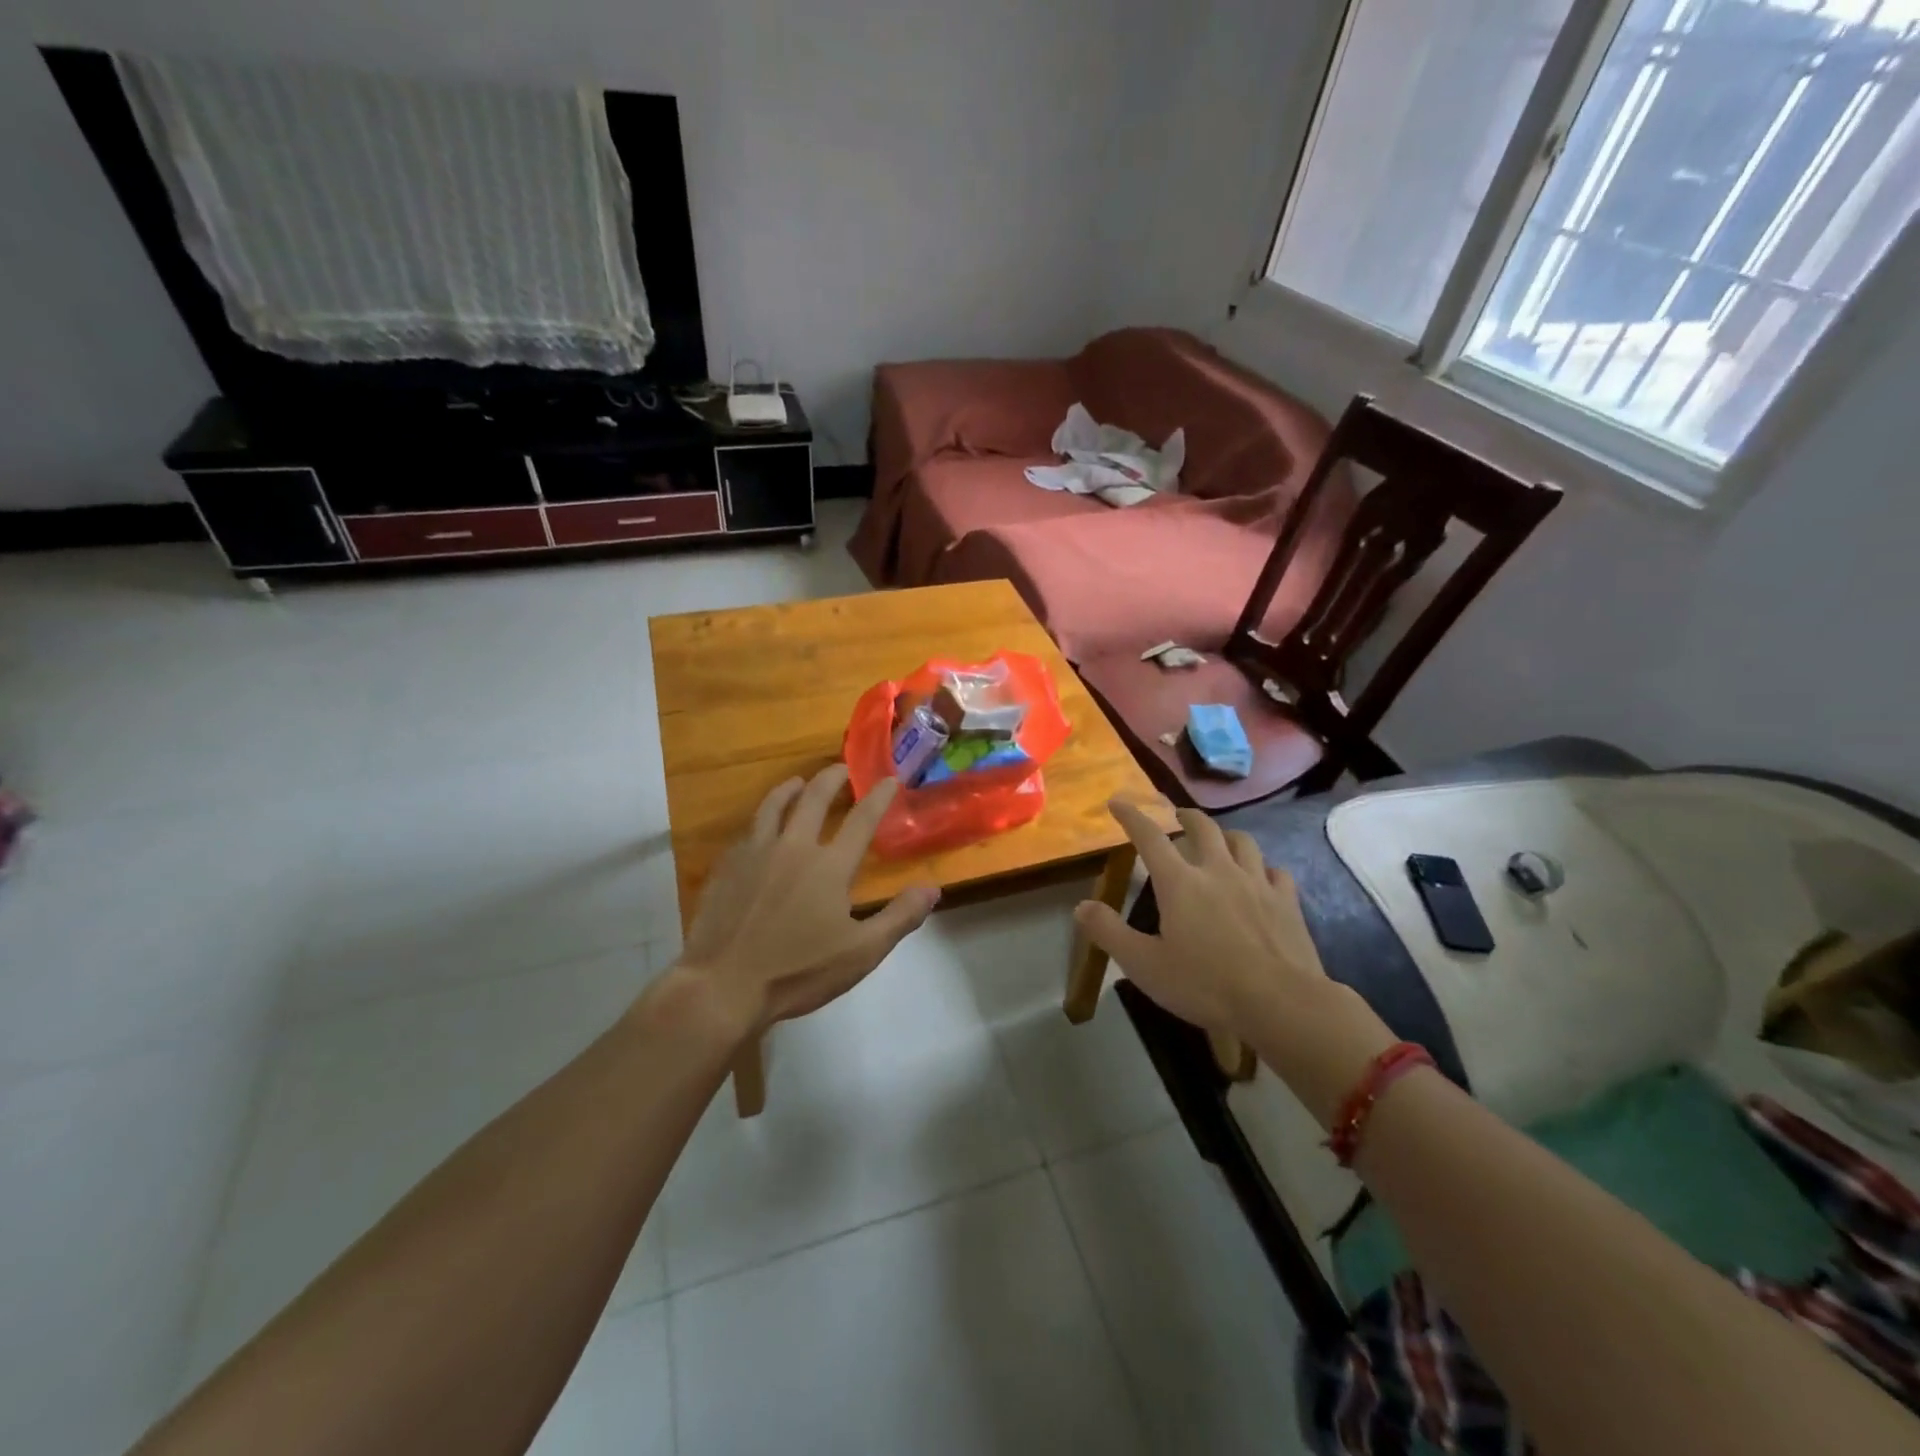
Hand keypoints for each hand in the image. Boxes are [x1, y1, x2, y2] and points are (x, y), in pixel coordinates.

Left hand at [675, 765, 939, 1035]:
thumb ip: (899, 917)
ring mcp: (755, 853)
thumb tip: (932, 888)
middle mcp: (793, 847)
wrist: (722, 985)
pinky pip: (748, 831)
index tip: (889, 779)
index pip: (861, 820)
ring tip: (798, 782)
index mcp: (829, 866)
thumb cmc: (797, 971)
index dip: (878, 797)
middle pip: (814, 798)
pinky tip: (761, 827)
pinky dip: (761, 820)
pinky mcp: (727, 867)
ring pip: (774, 806)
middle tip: (841, 768)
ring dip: (790, 789)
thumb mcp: (861, 953)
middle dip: (832, 778)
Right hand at [1075, 801, 1395, 1123]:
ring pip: (1242, 842)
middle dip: (1185, 817)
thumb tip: (1081, 906)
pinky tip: (1262, 877)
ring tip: (1219, 841)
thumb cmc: (1205, 984)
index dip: (1132, 816)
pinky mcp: (1287, 901)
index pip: (1150, 837)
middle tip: (1176, 816)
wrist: (1281, 1003)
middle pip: (1202, 828)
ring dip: (1225, 835)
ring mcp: (1257, 883)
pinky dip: (1263, 868)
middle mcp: (1218, 870)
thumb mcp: (1144, 965)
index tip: (1118, 802)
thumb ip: (1109, 932)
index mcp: (1180, 883)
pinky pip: (1275, 871)